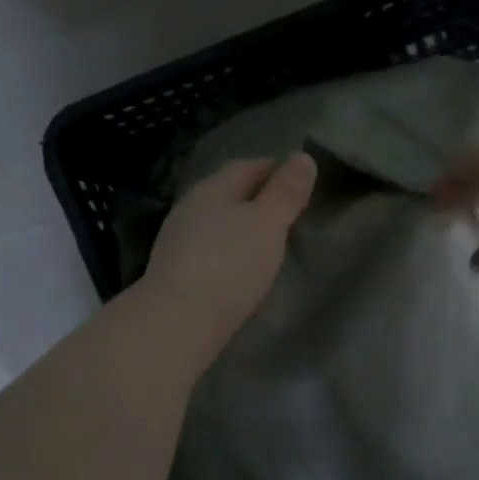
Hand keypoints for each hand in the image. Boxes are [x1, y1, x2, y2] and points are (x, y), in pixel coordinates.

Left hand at [140, 153, 317, 365]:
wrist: (176, 323)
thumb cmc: (228, 265)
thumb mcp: (267, 224)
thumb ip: (286, 192)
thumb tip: (302, 156)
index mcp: (212, 188)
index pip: (247, 167)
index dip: (275, 169)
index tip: (301, 180)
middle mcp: (190, 207)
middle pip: (229, 193)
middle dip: (258, 197)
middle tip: (290, 211)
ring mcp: (179, 241)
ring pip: (218, 222)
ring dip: (242, 225)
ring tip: (270, 240)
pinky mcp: (176, 272)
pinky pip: (210, 249)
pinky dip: (230, 250)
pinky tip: (242, 267)